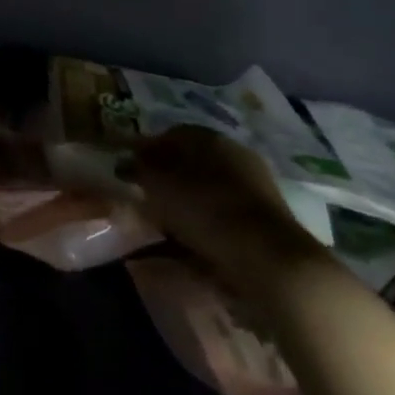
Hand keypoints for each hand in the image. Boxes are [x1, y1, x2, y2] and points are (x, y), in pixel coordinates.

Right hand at [135, 125, 323, 294]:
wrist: (269, 260)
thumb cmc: (205, 210)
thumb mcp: (158, 186)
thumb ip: (138, 169)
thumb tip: (126, 162)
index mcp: (208, 137)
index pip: (170, 134)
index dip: (147, 150)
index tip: (129, 171)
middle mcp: (234, 153)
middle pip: (192, 160)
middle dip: (168, 176)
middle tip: (147, 197)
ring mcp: (256, 185)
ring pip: (210, 187)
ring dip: (189, 201)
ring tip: (167, 224)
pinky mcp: (268, 218)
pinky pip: (225, 212)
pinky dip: (208, 222)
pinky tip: (194, 240)